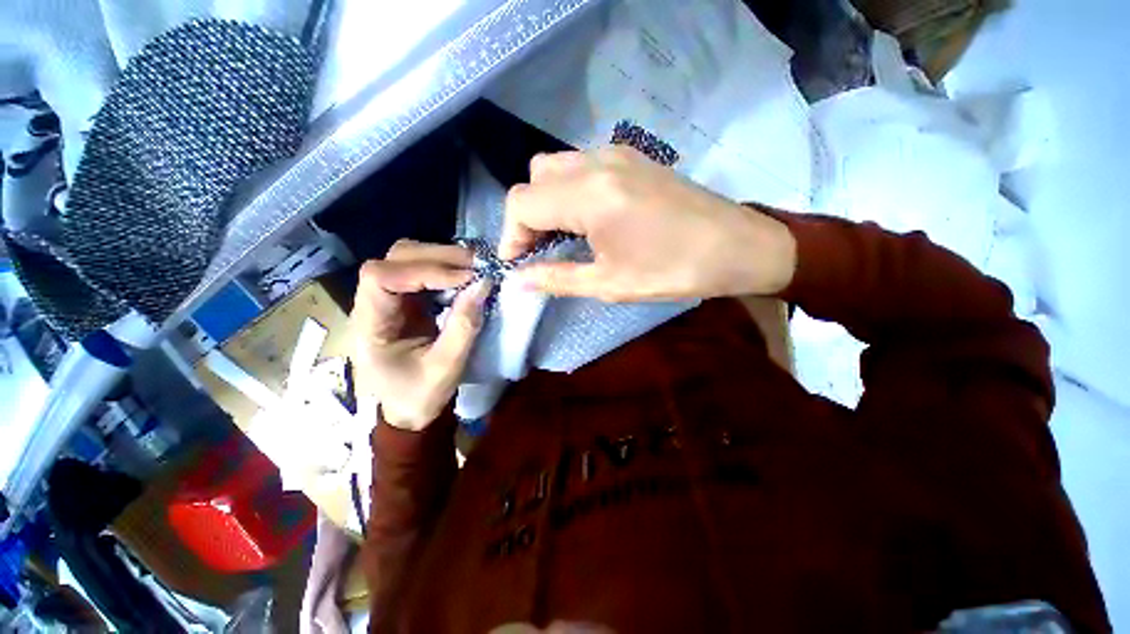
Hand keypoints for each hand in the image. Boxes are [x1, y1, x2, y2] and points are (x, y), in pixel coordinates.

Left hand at [349, 240, 489, 431]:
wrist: (409, 410)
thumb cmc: (419, 396)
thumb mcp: (445, 368)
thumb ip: (464, 327)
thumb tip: (484, 284)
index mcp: (370, 324)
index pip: (381, 277)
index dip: (424, 270)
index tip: (465, 279)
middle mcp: (374, 303)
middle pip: (396, 257)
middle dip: (440, 257)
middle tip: (478, 266)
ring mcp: (391, 298)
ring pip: (410, 257)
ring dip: (445, 258)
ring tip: (475, 269)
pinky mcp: (407, 300)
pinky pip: (424, 271)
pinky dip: (448, 268)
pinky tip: (467, 277)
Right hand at [500, 147, 796, 301]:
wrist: (737, 246)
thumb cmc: (672, 271)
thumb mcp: (609, 283)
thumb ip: (556, 278)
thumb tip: (517, 281)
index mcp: (589, 195)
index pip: (521, 203)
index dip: (510, 235)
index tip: (518, 264)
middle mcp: (596, 162)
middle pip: (534, 178)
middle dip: (527, 217)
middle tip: (539, 251)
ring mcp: (616, 154)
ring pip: (556, 167)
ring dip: (547, 201)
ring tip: (561, 237)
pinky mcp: (631, 157)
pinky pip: (581, 165)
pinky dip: (569, 190)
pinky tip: (586, 218)